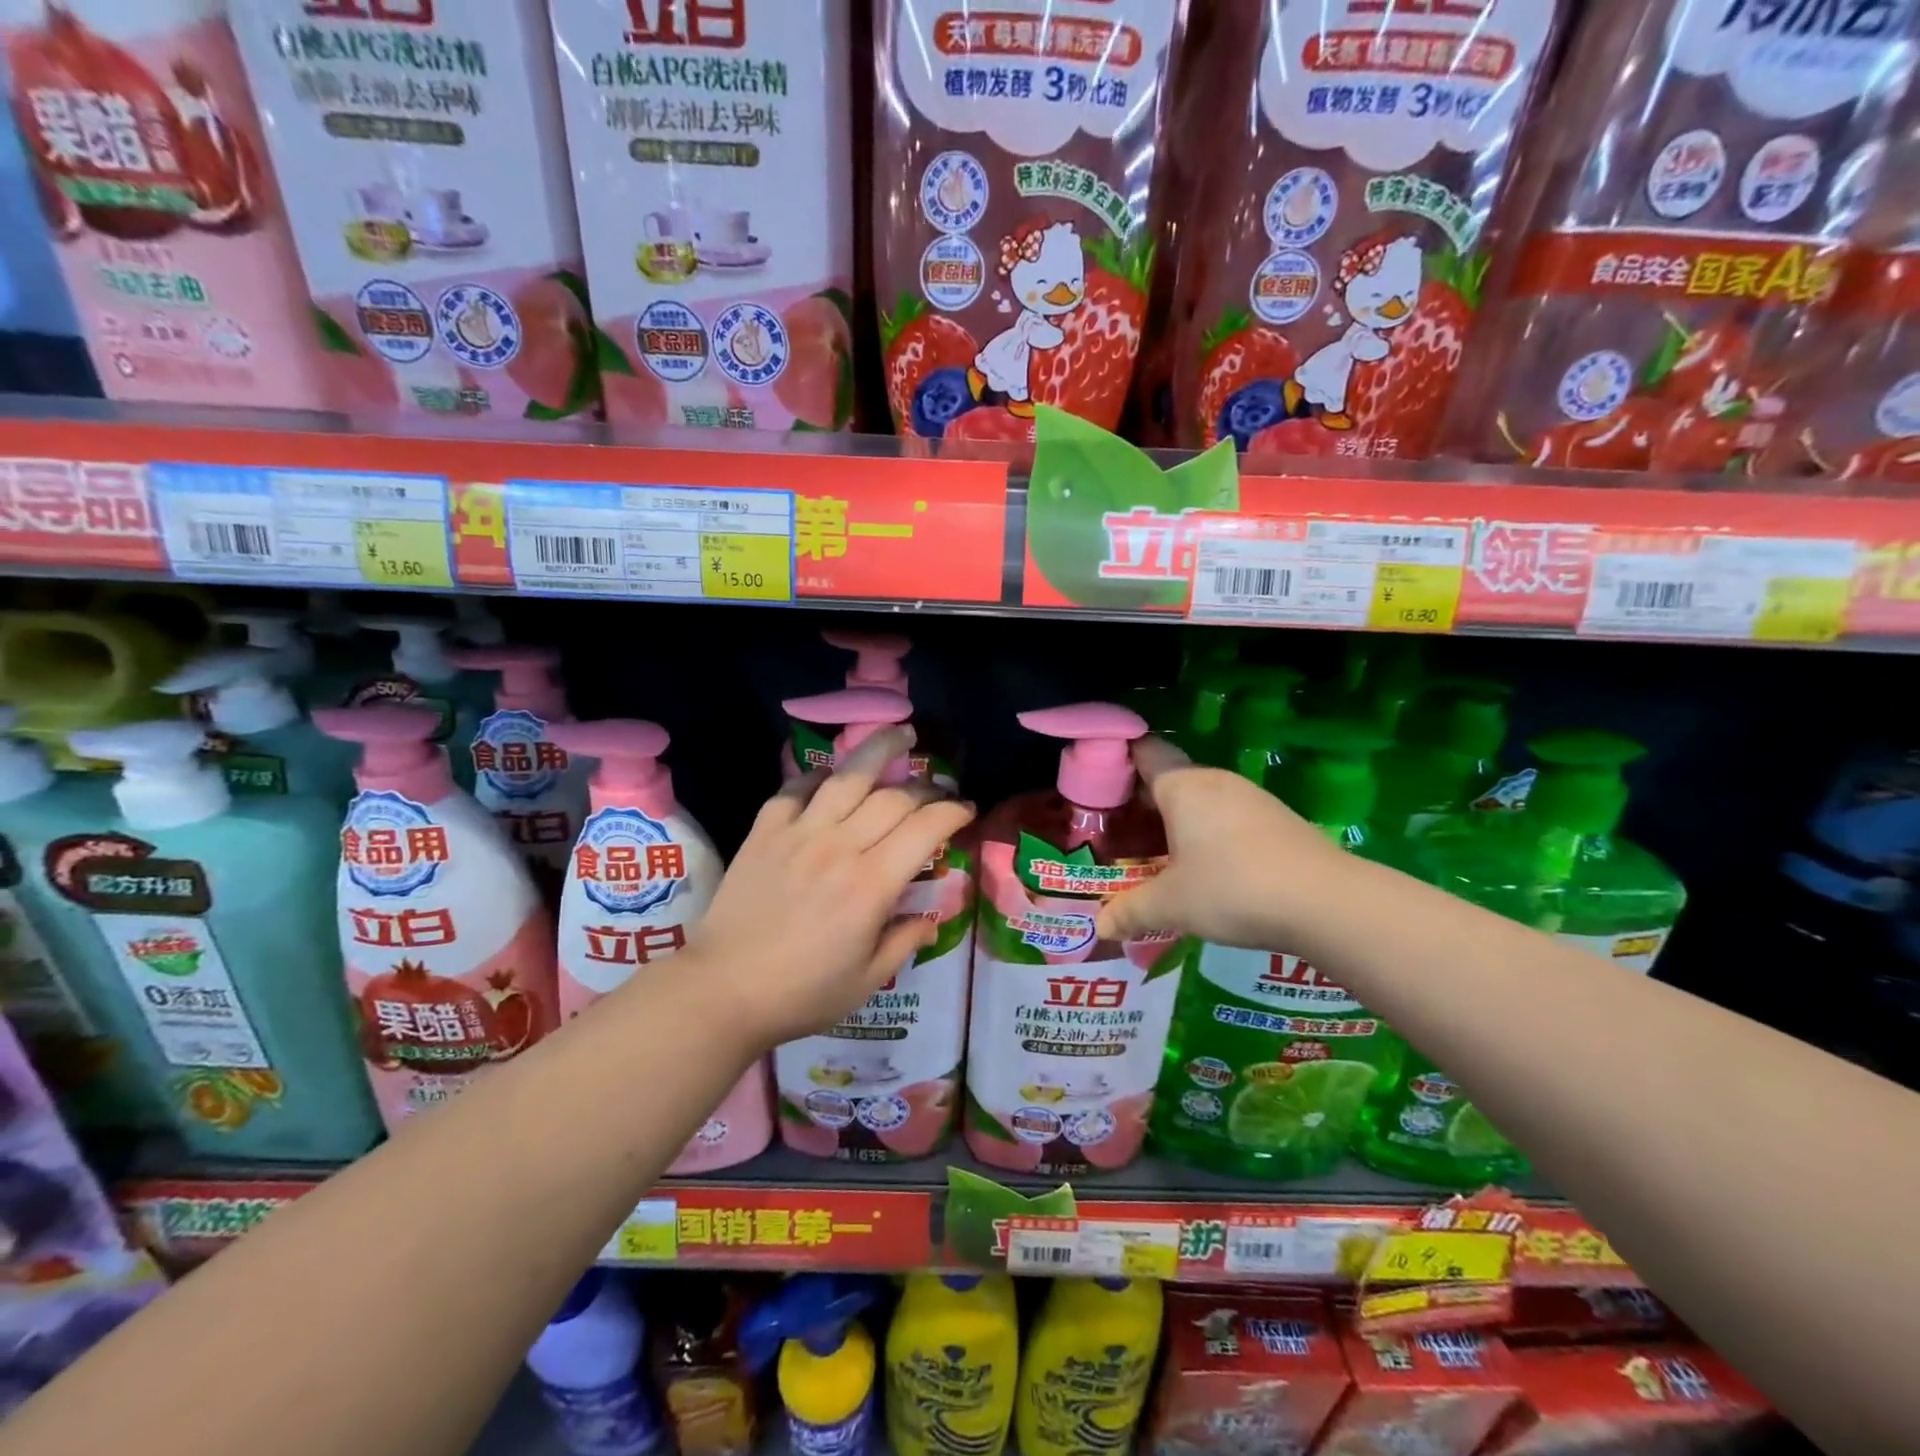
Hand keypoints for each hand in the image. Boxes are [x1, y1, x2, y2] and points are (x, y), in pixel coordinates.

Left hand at [680, 727, 975, 1051]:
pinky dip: (816, 776)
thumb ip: (905, 942)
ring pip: (847, 777)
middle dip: (925, 787)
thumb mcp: (866, 980)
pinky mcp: (764, 831)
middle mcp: (840, 847)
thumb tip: (932, 918)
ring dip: (878, 750)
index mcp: (871, 885)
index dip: (953, 812)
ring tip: (899, 734)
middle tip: (938, 790)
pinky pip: (794, 789)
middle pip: (893, 798)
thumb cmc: (801, 993)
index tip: (966, 810)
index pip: (925, 829)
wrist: (723, 990)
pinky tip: (830, 775)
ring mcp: (799, 833)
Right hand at [1094, 737, 1346, 949]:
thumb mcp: (1171, 905)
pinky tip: (1206, 868)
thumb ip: (1131, 911)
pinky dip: (1208, 833)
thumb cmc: (1232, 888)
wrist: (1327, 902)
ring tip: (1156, 854)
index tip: (1096, 777)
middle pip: (1169, 778)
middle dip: (1142, 801)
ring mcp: (1250, 798)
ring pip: (1200, 799)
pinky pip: (1227, 816)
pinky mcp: (1277, 819)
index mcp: (1181, 786)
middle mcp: (1214, 781)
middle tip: (1117, 830)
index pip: (1143, 752)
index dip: (1117, 757)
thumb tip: (1101, 927)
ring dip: (1177, 820)